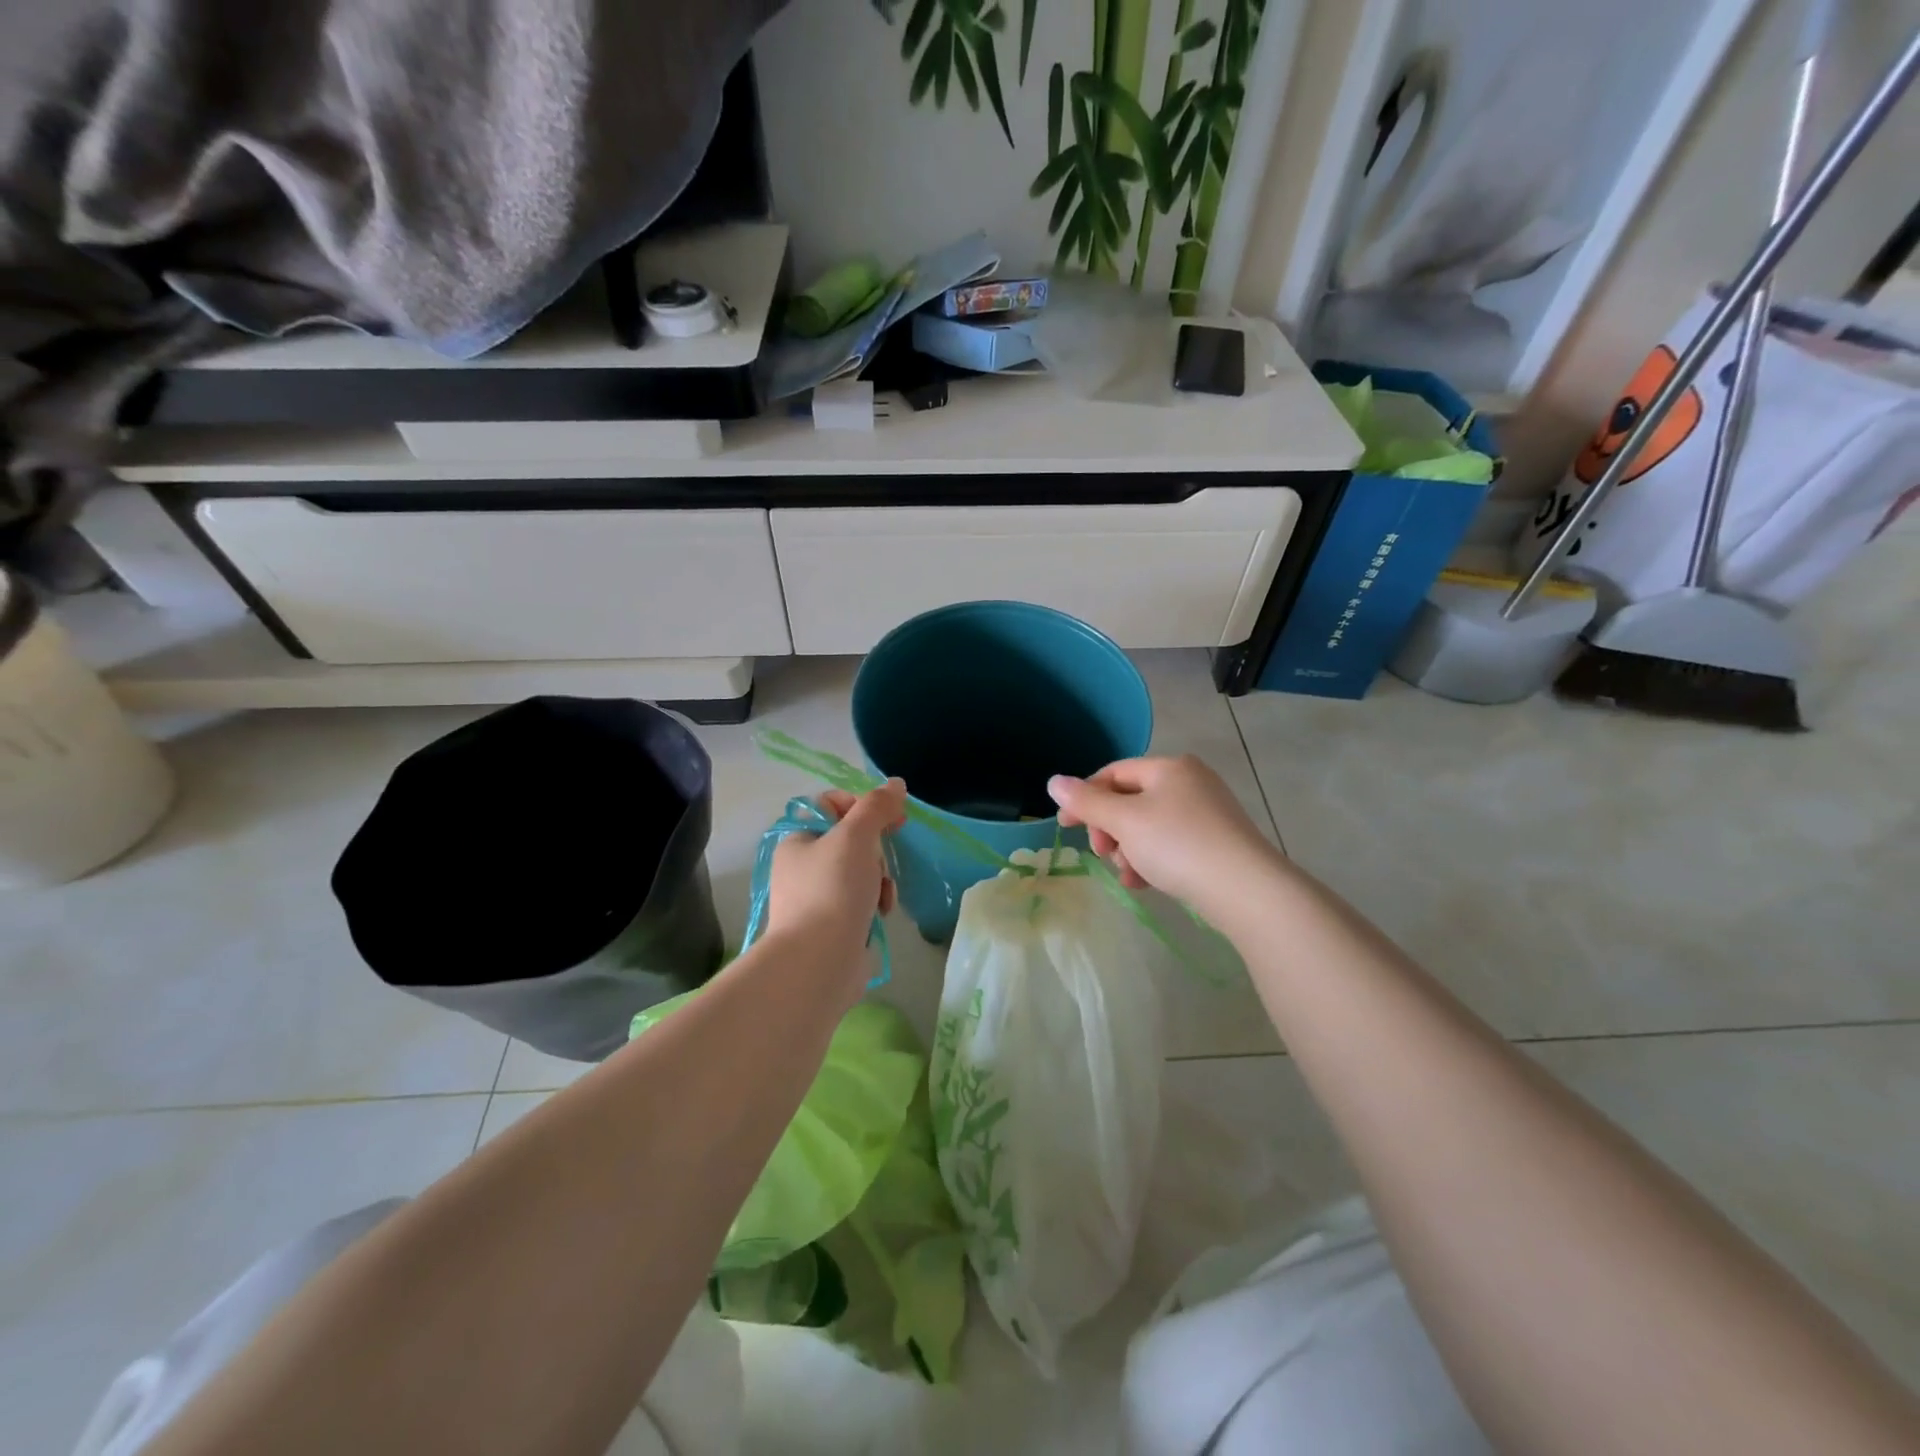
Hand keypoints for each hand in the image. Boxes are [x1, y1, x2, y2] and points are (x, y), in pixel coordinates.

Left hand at [763, 781, 906, 985]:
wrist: (819, 962)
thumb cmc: (832, 890)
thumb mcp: (856, 836)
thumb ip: (877, 806)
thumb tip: (896, 784)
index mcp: (798, 839)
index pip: (832, 805)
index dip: (863, 806)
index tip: (890, 817)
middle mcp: (802, 866)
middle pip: (852, 839)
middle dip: (876, 850)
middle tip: (883, 861)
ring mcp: (817, 897)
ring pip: (862, 870)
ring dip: (880, 878)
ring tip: (883, 895)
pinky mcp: (833, 924)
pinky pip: (862, 900)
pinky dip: (875, 902)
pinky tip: (881, 913)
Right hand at [1048, 755, 1282, 917]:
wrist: (1246, 890)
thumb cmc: (1178, 845)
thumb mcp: (1125, 821)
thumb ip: (1087, 801)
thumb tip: (1054, 781)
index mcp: (1169, 767)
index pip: (1113, 773)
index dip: (1085, 797)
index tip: (1066, 826)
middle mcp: (1190, 782)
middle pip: (1130, 801)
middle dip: (1110, 830)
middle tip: (1103, 854)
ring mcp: (1207, 813)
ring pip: (1148, 827)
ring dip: (1128, 850)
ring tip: (1128, 876)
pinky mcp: (1216, 843)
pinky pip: (1170, 845)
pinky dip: (1151, 860)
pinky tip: (1145, 884)